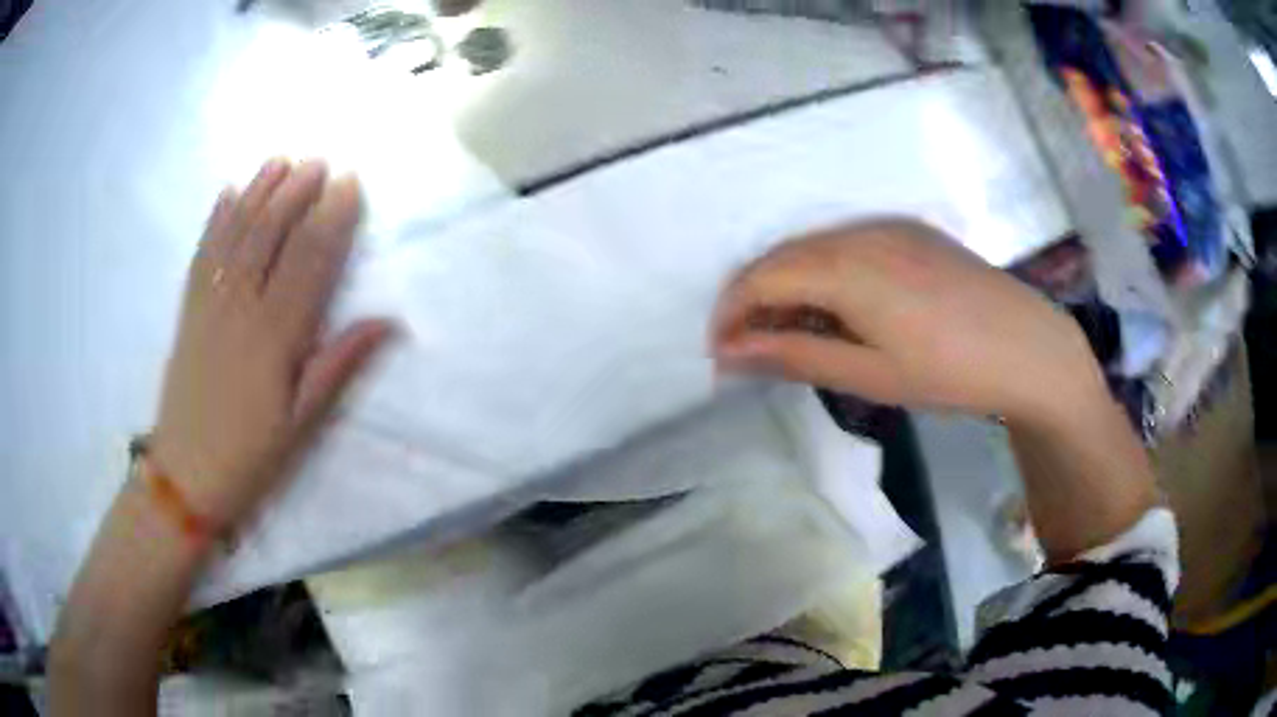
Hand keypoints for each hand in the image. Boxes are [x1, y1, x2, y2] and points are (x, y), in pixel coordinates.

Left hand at [150, 159, 392, 528]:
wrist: (185, 477)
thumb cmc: (251, 457)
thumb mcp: (303, 423)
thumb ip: (339, 365)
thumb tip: (388, 322)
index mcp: (274, 338)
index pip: (308, 261)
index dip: (331, 219)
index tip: (350, 185)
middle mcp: (240, 309)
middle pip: (270, 236)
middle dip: (296, 193)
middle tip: (320, 162)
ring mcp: (209, 305)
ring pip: (236, 235)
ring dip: (259, 193)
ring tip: (279, 161)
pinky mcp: (188, 311)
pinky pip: (203, 254)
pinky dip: (215, 220)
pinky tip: (228, 193)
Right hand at [710, 219, 1104, 424]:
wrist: (1029, 347)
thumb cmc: (950, 371)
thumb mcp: (869, 374)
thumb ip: (795, 356)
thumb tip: (731, 353)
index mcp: (846, 266)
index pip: (760, 278)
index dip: (730, 314)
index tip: (719, 354)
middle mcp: (858, 232)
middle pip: (781, 257)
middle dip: (753, 300)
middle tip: (749, 350)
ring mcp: (887, 226)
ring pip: (812, 248)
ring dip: (788, 286)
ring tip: (791, 335)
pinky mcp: (909, 231)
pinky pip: (846, 244)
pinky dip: (823, 274)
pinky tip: (836, 308)